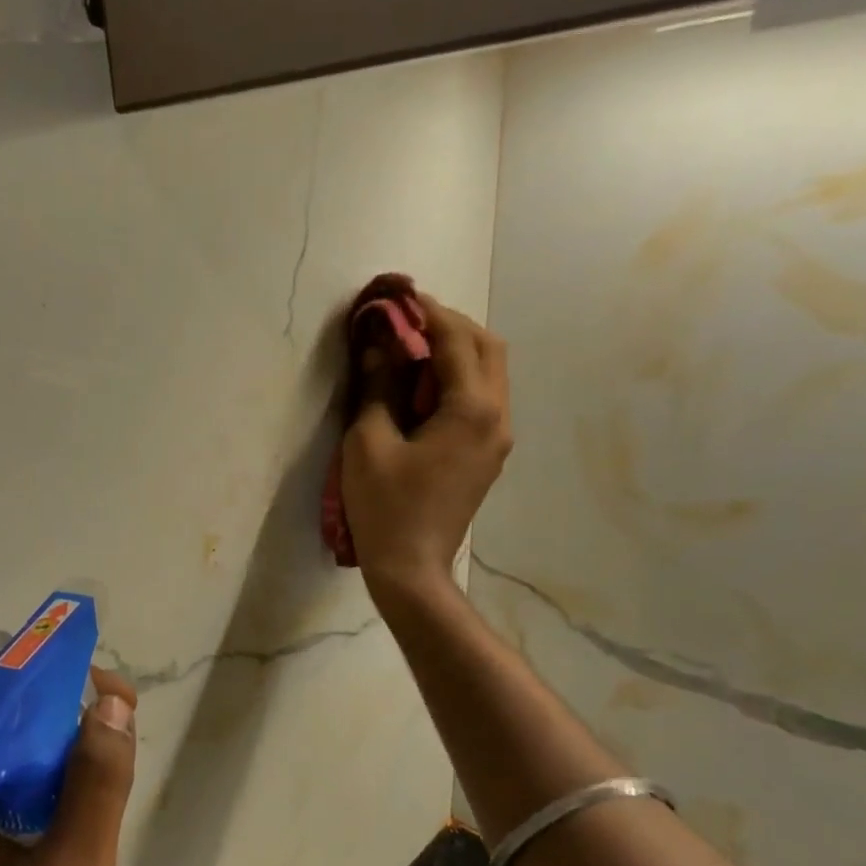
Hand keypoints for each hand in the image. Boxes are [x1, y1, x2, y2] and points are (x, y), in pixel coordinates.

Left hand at [0, 668, 138, 865]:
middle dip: (63, 714)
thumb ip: (95, 785)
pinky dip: (42, 778)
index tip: (115, 693)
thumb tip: (111, 703)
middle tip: (123, 725)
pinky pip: (1, 781)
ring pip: (4, 749)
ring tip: (111, 757)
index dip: (58, 681)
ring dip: (57, 746)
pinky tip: (80, 798)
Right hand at [342, 289, 512, 601]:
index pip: (455, 340)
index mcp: (471, 409)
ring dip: (456, 352)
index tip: (397, 296)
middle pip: (487, 348)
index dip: (425, 313)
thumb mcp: (368, 443)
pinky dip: (456, 381)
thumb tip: (375, 345)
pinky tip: (423, 390)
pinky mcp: (487, 456)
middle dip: (449, 326)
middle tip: (407, 321)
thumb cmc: (385, 507)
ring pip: (489, 373)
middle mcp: (496, 417)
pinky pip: (481, 400)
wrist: (411, 569)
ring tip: (412, 350)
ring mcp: (497, 439)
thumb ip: (375, 387)